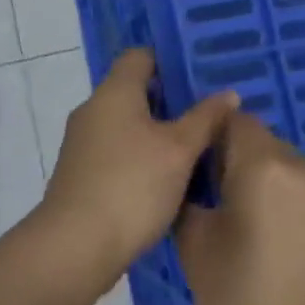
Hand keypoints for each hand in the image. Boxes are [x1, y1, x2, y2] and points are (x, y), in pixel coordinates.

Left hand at [38, 49, 238, 293]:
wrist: (75, 247)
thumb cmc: (131, 186)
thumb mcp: (179, 150)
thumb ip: (205, 119)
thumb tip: (228, 94)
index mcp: (114, 93)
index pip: (140, 56)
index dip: (170, 59)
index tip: (202, 74)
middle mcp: (93, 110)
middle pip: (135, 91)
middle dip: (172, 100)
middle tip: (211, 111)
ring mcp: (83, 144)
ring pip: (128, 124)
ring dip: (159, 131)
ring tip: (198, 144)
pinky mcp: (82, 174)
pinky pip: (119, 151)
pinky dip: (143, 155)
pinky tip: (169, 176)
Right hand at [175, 113, 304, 304]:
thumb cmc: (233, 298)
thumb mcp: (193, 239)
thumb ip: (193, 189)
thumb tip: (198, 172)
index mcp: (266, 166)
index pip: (237, 122)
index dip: (218, 139)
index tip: (207, 171)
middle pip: (270, 146)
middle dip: (249, 165)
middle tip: (232, 207)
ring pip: (298, 172)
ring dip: (280, 188)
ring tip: (267, 234)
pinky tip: (296, 250)